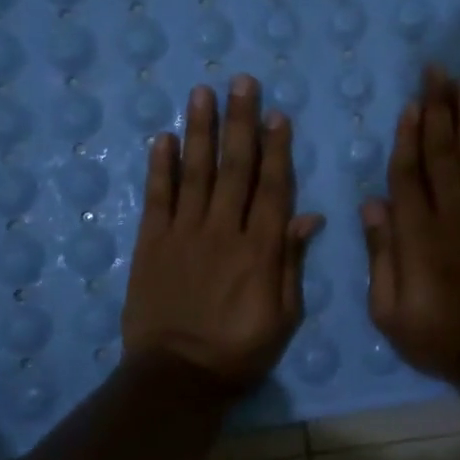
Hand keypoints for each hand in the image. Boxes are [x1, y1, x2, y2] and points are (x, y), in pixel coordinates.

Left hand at [122, 75, 324, 387]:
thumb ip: (291, 263)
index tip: (277, 115)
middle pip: (234, 168)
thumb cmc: (239, 350)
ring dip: (200, 130)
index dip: (277, 149)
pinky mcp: (151, 243)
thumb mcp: (283, 316)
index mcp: (260, 249)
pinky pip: (156, 197)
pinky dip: (159, 166)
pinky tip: (162, 137)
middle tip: (241, 83)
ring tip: (201, 93)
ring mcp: (184, 234)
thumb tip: (308, 216)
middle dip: (240, 122)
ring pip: (195, 172)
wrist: (177, 377)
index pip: (272, 188)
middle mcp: (223, 231)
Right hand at [362, 65, 459, 379]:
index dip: (408, 136)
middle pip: (443, 152)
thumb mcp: (388, 309)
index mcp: (418, 235)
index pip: (409, 174)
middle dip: (439, 109)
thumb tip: (373, 205)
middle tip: (437, 72)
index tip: (410, 104)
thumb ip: (381, 255)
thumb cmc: (435, 334)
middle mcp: (452, 215)